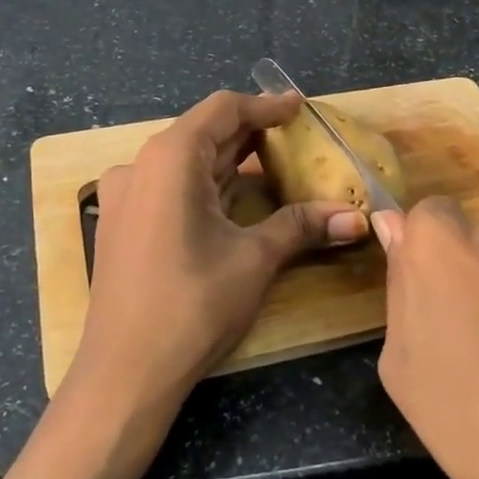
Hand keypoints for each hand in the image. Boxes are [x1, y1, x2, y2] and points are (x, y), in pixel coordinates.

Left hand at [70, 91, 368, 418]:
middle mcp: (141, 166)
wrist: (124, 373)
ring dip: (228, 161)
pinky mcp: (122, 224)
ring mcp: (125, 196)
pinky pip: (169, 187)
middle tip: (295, 138)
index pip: (223, 110)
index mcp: (170, 158)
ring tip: (272, 164)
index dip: (265, 106)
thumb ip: (302, 226)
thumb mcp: (254, 259)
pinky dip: (205, 185)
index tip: (299, 108)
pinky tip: (233, 200)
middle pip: (203, 133)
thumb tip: (357, 219)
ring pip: (185, 162)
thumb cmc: (192, 305)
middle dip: (250, 133)